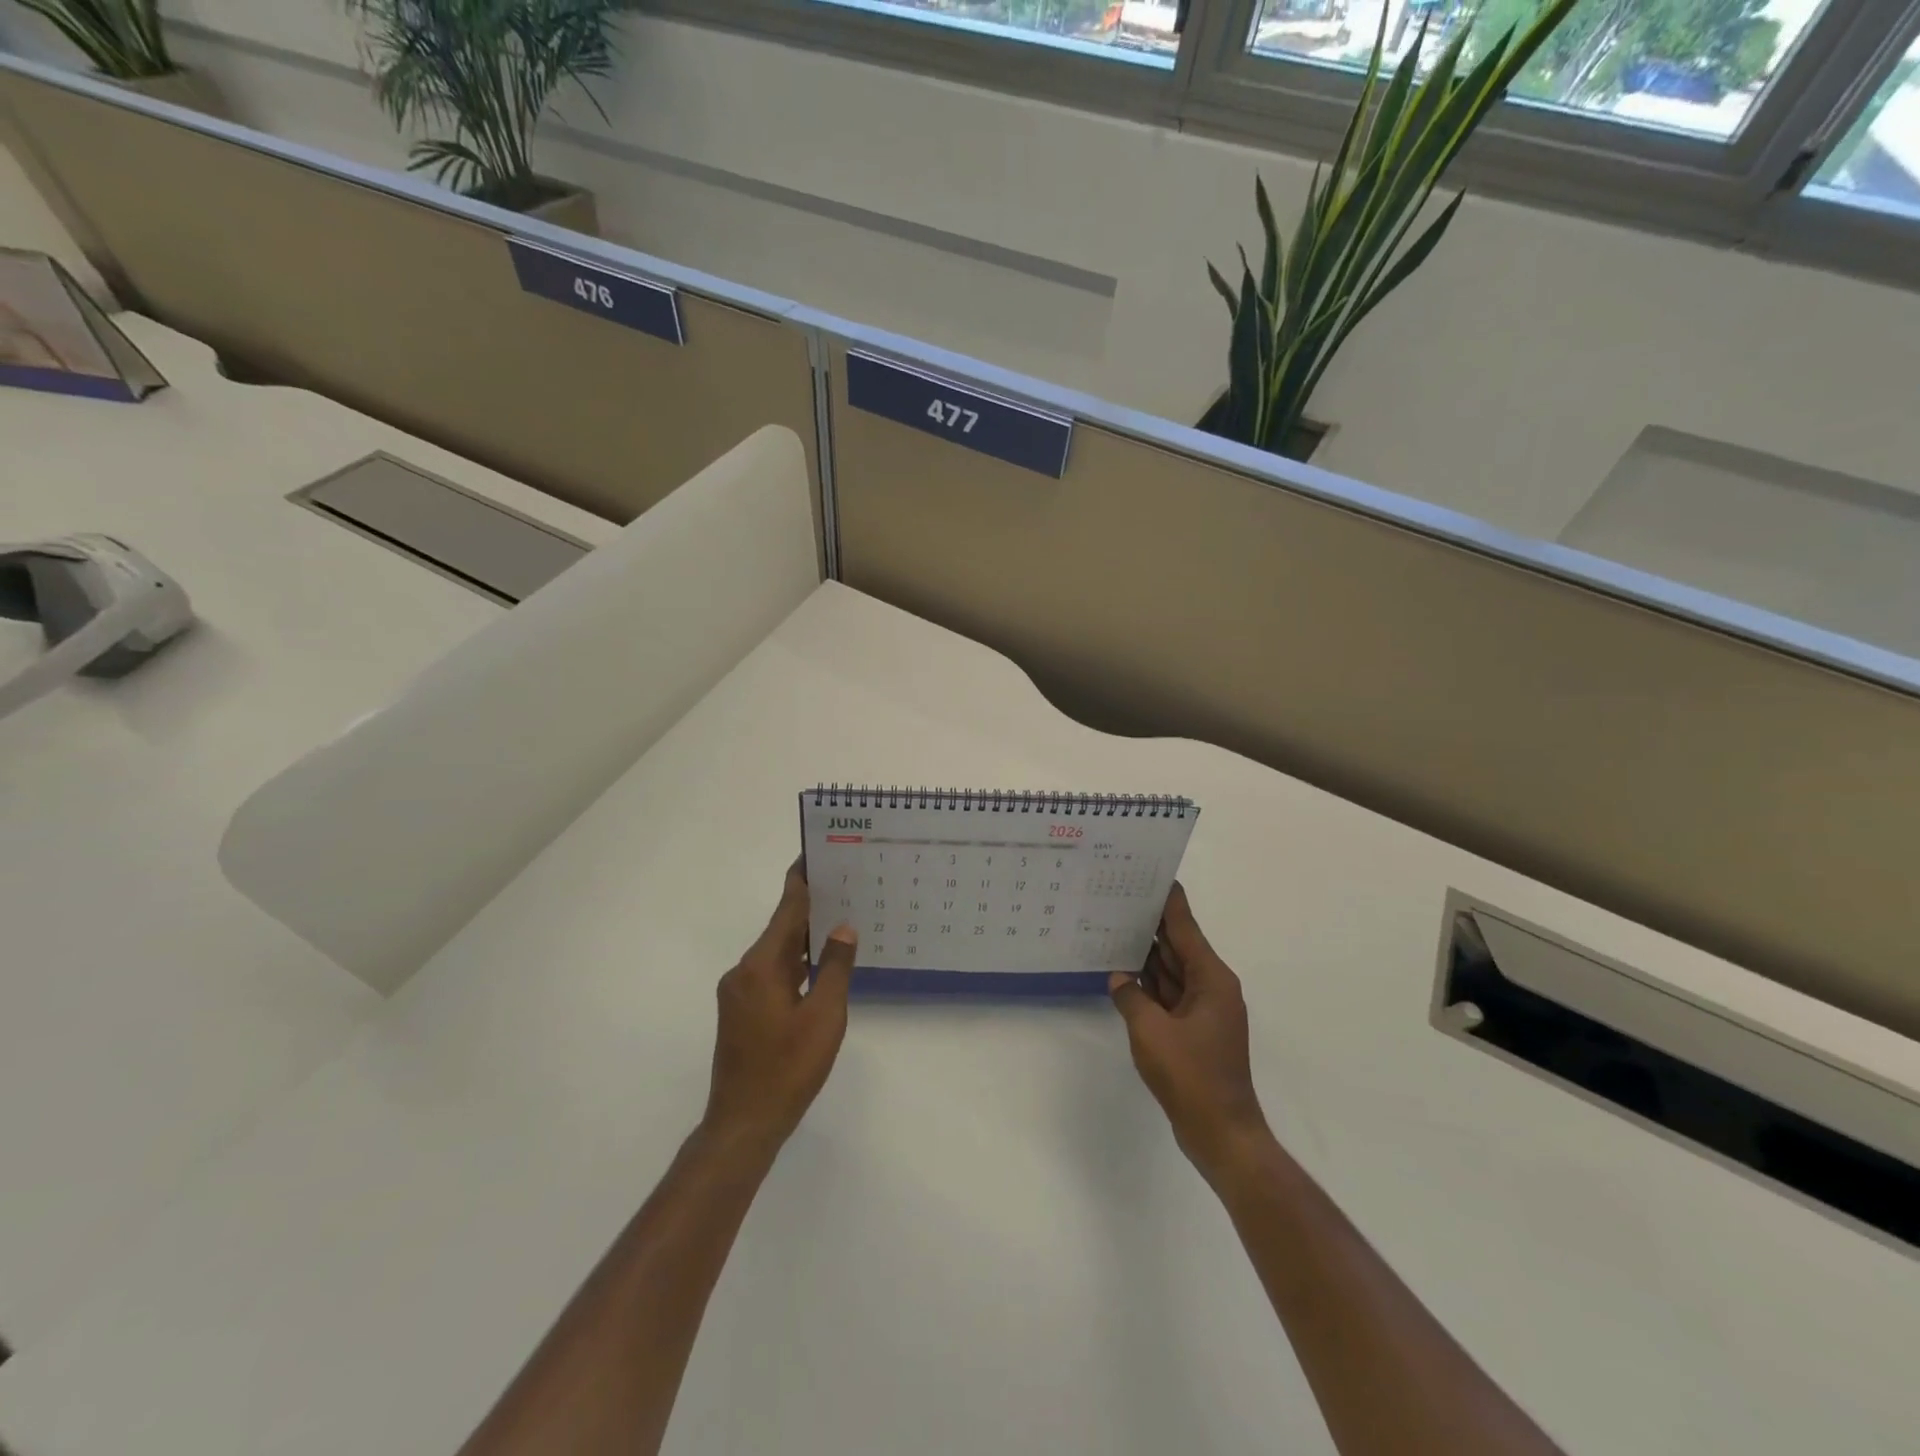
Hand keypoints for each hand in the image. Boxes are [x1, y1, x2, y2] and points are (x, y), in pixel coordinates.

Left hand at [704, 863, 857, 1160]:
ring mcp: (738, 993)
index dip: (802, 880)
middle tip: (844, 885)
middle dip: (809, 907)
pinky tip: (817, 966)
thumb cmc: (788, 1068)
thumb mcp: (824, 1016)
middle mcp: (743, 971)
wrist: (744, 1124)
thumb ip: (834, 968)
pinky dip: (793, 963)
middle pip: (780, 928)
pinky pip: (770, 973)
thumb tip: (842, 928)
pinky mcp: (739, 1012)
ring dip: (802, 938)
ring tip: (838, 921)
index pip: (786, 910)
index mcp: (761, 966)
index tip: (816, 852)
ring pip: (775, 953)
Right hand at [1109, 883, 1270, 1181]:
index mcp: (1211, 979)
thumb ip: (1130, 998)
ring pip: (1171, 971)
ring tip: (1114, 927)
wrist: (1221, 1134)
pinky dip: (1148, 984)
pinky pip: (1168, 995)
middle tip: (1119, 898)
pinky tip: (1122, 974)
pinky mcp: (1194, 1030)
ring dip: (1146, 954)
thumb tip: (1119, 979)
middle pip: (1178, 945)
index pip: (1185, 927)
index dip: (1168, 901)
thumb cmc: (1191, 1076)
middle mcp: (1211, 987)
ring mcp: (1203, 1010)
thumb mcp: (1150, 1032)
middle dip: (1151, 923)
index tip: (1150, 874)